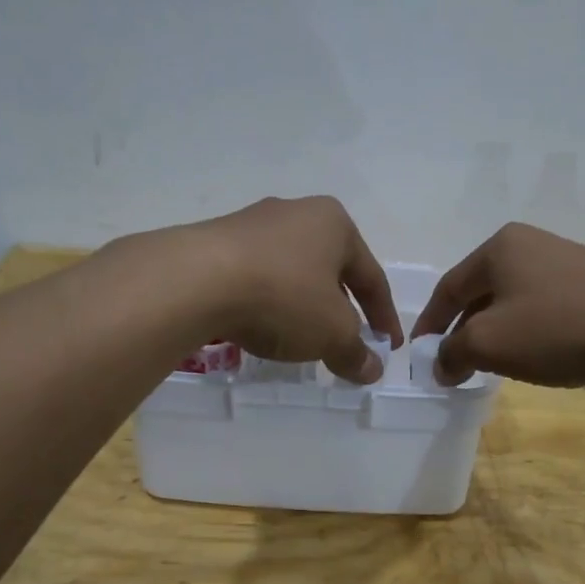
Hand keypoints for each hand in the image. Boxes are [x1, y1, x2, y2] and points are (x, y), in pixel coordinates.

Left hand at [193, 196, 402, 382]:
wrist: (195, 280)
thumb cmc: (284, 296)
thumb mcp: (332, 333)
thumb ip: (355, 352)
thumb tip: (372, 370)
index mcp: (334, 224)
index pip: (372, 277)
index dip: (384, 318)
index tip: (388, 348)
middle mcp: (296, 213)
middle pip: (331, 271)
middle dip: (341, 310)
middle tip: (345, 343)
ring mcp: (252, 224)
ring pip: (292, 273)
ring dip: (302, 307)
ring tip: (301, 339)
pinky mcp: (216, 242)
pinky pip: (256, 278)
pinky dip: (267, 304)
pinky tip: (261, 327)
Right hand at [409, 223, 584, 386]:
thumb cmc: (555, 329)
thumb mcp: (489, 344)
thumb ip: (453, 353)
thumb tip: (440, 365)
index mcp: (499, 248)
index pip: (449, 288)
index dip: (431, 325)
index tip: (421, 355)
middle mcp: (530, 243)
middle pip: (482, 291)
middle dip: (465, 329)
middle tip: (457, 363)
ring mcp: (567, 258)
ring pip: (516, 298)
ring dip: (499, 330)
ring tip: (496, 362)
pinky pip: (547, 304)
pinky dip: (532, 329)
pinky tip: (540, 352)